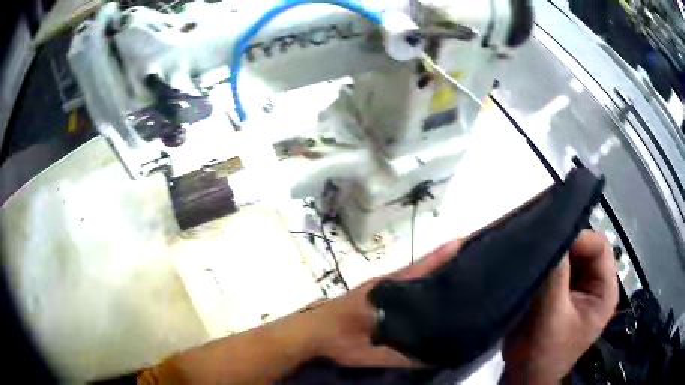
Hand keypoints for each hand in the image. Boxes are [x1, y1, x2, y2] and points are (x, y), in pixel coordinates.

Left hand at [310, 239, 462, 366]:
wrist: (305, 336)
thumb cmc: (335, 341)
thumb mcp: (367, 355)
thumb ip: (399, 359)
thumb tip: (433, 360)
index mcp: (384, 291)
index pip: (419, 269)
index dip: (441, 256)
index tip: (462, 240)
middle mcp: (382, 284)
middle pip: (417, 270)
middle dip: (441, 263)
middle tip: (468, 261)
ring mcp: (375, 288)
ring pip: (408, 278)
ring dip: (429, 273)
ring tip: (455, 275)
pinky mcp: (370, 295)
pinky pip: (399, 286)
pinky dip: (416, 285)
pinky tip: (426, 295)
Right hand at [502, 230, 618, 383]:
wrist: (523, 378)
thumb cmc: (542, 353)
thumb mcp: (550, 316)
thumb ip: (554, 276)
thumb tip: (549, 231)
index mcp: (605, 291)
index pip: (600, 247)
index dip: (578, 239)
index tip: (551, 242)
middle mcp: (597, 286)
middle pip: (586, 250)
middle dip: (564, 248)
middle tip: (539, 250)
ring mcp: (581, 290)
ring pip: (571, 258)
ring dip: (554, 256)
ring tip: (534, 258)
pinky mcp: (565, 294)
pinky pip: (559, 269)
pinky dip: (547, 265)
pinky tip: (533, 268)